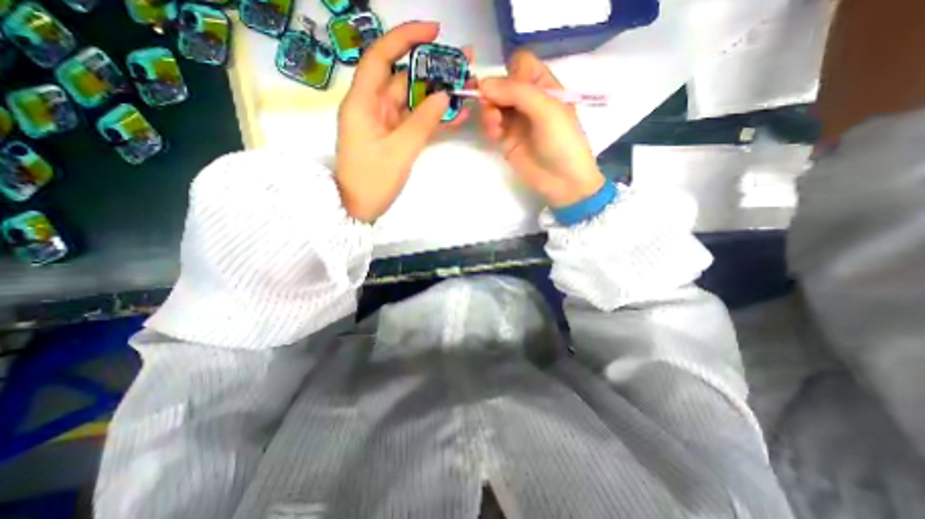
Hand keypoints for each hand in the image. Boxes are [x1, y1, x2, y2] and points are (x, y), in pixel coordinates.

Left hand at [336, 23, 471, 219]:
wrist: (359, 208)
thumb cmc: (372, 181)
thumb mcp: (399, 151)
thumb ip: (422, 122)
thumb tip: (444, 96)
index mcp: (363, 103)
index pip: (381, 57)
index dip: (406, 39)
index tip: (434, 32)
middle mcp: (373, 107)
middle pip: (403, 78)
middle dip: (432, 69)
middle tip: (463, 63)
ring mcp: (385, 123)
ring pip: (412, 100)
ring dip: (437, 95)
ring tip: (466, 86)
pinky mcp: (394, 137)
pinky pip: (414, 121)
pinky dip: (432, 117)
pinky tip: (455, 114)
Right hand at [477, 51, 608, 205]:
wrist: (562, 181)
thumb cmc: (562, 142)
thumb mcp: (547, 110)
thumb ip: (517, 92)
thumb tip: (483, 83)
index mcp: (544, 86)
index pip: (520, 65)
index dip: (510, 72)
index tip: (508, 89)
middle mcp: (528, 101)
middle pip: (502, 84)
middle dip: (494, 93)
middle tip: (493, 107)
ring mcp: (515, 121)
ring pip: (493, 104)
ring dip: (489, 111)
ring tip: (495, 125)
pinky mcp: (506, 139)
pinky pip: (491, 124)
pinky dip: (489, 126)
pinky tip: (494, 134)